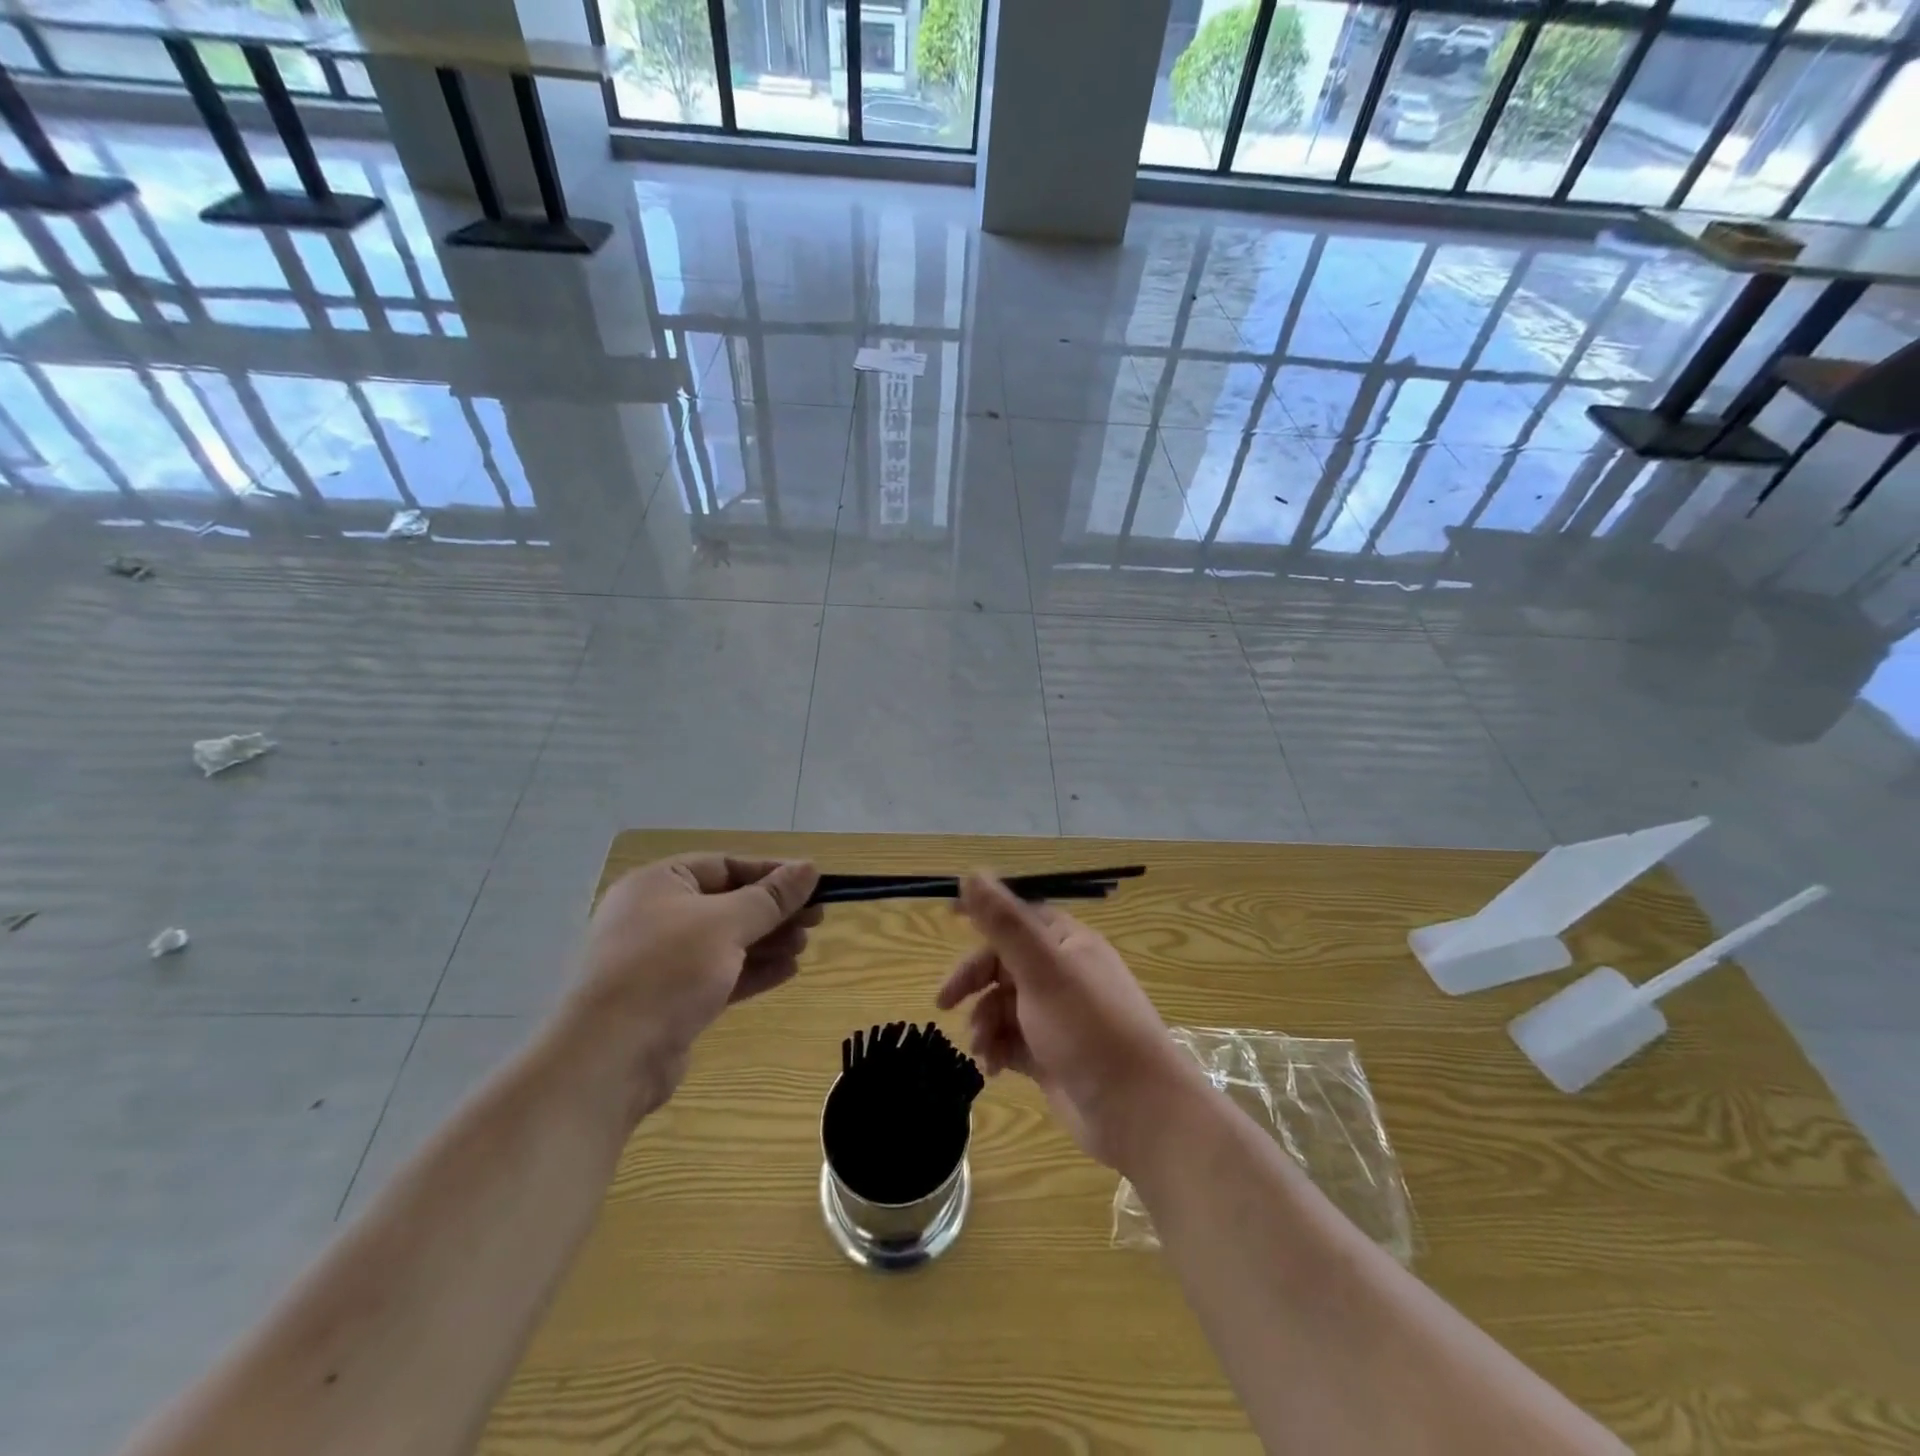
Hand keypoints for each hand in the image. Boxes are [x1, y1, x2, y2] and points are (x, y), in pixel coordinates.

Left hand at [566, 854, 820, 1114]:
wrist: (610, 1058)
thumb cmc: (667, 970)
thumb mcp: (726, 924)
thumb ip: (771, 897)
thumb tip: (810, 867)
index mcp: (659, 884)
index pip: (725, 865)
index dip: (771, 873)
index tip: (812, 884)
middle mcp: (656, 915)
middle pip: (728, 903)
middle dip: (773, 912)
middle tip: (816, 919)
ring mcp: (661, 960)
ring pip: (726, 941)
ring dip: (768, 941)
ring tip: (804, 946)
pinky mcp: (670, 999)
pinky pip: (719, 974)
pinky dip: (752, 971)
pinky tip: (788, 971)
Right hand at [937, 874, 1197, 1170]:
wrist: (1137, 1112)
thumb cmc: (1089, 1029)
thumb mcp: (1042, 970)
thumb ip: (1004, 923)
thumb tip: (971, 873)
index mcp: (1068, 944)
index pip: (1018, 918)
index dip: (985, 917)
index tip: (948, 919)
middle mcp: (1063, 975)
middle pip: (1005, 964)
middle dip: (974, 981)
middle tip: (943, 1002)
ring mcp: (1058, 1018)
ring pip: (1004, 1006)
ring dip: (984, 1022)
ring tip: (980, 1048)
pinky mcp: (1052, 1055)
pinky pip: (1012, 1041)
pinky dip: (997, 1050)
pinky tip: (992, 1069)